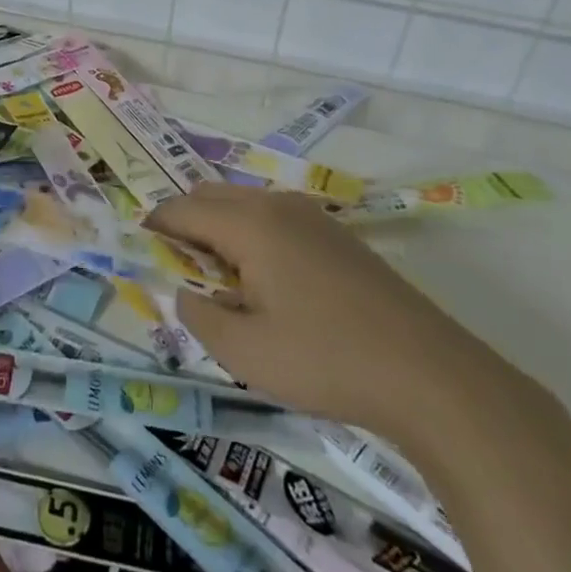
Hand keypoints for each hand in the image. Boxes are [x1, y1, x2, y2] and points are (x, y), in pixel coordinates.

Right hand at [151, 184, 536, 452]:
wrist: (430, 375)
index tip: (140, 255)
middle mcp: (278, 206)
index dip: (154, 229)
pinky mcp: (338, 236)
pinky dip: (253, 236)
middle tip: (180, 274)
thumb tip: (186, 291)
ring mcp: (313, 217)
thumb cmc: (326, 360)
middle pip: (212, 196)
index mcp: (250, 224)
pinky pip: (276, 219)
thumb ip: (199, 314)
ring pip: (245, 205)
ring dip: (220, 229)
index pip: (182, 210)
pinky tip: (269, 285)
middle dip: (185, 224)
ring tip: (223, 284)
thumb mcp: (245, 351)